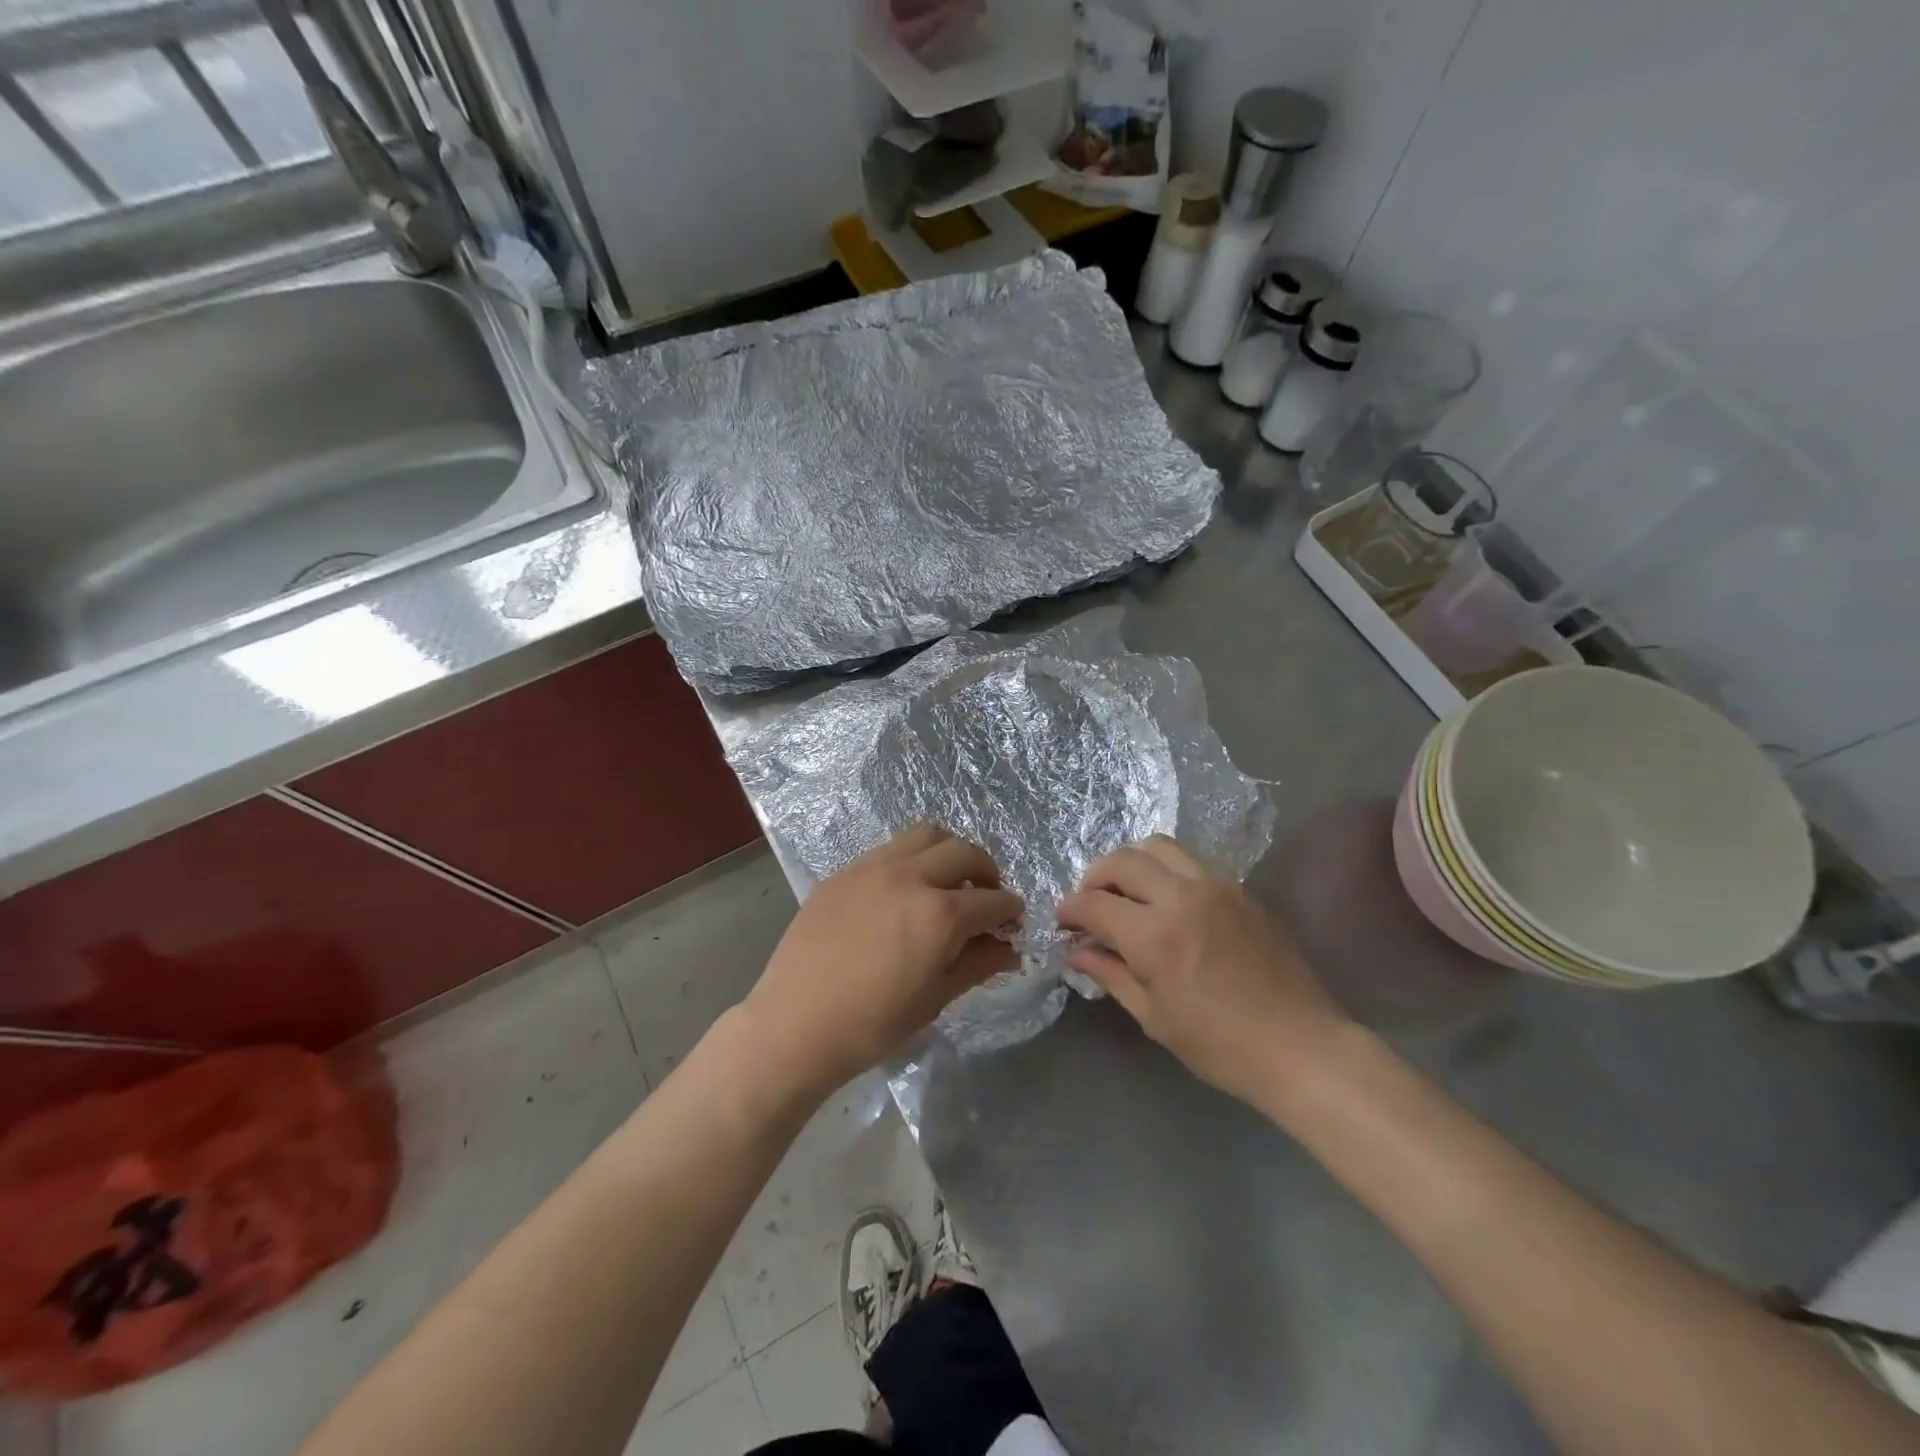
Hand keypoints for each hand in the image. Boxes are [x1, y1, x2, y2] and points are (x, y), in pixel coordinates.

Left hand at [741, 824, 1022, 1094]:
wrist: (794, 1026)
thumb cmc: (871, 1025)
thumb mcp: (934, 999)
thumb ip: (977, 964)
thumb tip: (1009, 949)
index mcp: (939, 913)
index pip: (992, 899)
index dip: (1010, 910)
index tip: (1012, 921)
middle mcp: (909, 876)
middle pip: (963, 851)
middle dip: (986, 870)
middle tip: (986, 894)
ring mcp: (872, 867)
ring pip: (925, 834)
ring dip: (948, 851)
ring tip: (947, 879)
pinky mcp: (843, 871)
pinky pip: (888, 849)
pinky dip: (910, 859)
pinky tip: (902, 890)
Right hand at [1056, 835, 1348, 1106]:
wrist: (1301, 1047)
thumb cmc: (1220, 1045)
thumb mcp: (1153, 1017)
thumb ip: (1110, 974)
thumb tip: (1075, 952)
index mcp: (1154, 935)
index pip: (1094, 903)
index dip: (1070, 910)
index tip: (1063, 922)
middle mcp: (1181, 896)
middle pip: (1122, 860)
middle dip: (1095, 877)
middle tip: (1091, 903)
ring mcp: (1216, 886)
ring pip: (1159, 846)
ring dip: (1132, 863)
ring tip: (1128, 891)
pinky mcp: (1241, 888)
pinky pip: (1192, 859)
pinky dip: (1167, 868)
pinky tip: (1168, 897)